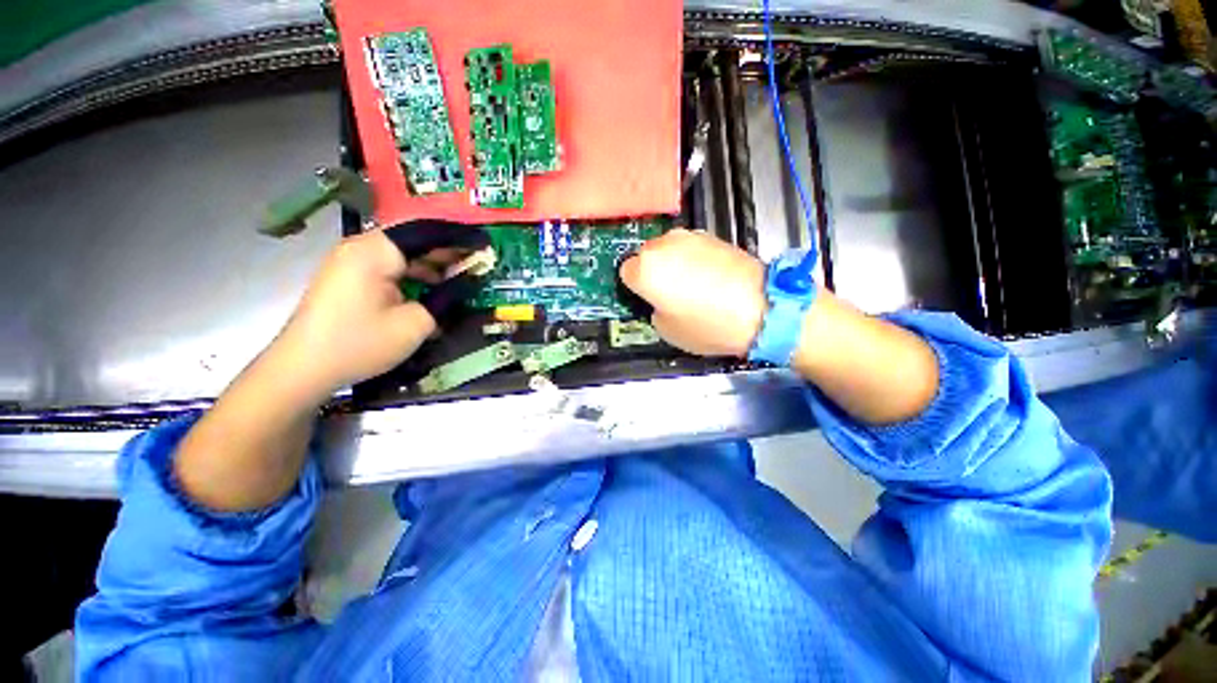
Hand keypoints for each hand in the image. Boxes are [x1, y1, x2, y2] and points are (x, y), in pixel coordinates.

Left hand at [271, 220, 488, 399]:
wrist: (302, 369)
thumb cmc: (360, 343)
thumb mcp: (415, 323)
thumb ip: (447, 297)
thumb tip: (469, 281)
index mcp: (375, 251)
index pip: (426, 232)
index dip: (459, 237)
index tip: (485, 244)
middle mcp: (361, 247)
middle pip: (413, 240)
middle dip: (447, 251)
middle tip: (476, 263)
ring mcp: (350, 262)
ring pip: (401, 254)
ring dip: (431, 265)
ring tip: (458, 279)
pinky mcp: (347, 277)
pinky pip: (388, 267)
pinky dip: (412, 275)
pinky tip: (428, 291)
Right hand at [619, 229, 766, 356]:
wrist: (762, 308)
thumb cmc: (707, 325)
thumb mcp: (666, 330)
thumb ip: (653, 308)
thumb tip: (659, 299)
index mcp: (645, 269)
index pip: (626, 272)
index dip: (636, 287)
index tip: (648, 299)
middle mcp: (662, 246)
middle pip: (646, 257)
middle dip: (653, 271)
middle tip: (669, 293)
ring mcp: (689, 237)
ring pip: (669, 250)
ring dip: (673, 264)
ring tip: (692, 286)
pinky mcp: (712, 236)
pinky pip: (690, 249)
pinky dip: (693, 260)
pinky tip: (709, 278)